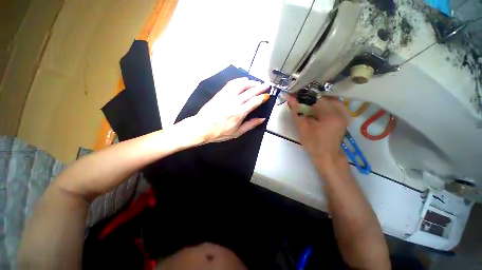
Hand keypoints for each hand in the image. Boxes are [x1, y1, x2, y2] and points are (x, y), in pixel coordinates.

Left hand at [183, 77, 269, 143]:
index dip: (262, 98)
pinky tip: (243, 80)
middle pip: (249, 92)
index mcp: (239, 113)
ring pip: (241, 85)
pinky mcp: (220, 94)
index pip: (254, 102)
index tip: (267, 95)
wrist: (201, 127)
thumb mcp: (237, 133)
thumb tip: (261, 119)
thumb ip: (250, 125)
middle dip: (260, 87)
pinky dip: (238, 81)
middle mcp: (234, 102)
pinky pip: (231, 84)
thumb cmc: (219, 132)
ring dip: (250, 82)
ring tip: (256, 82)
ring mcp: (226, 96)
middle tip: (267, 85)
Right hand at [287, 95, 349, 166]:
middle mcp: (341, 112)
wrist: (326, 155)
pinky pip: (335, 104)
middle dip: (311, 98)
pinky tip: (318, 109)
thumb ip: (296, 112)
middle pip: (324, 97)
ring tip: (308, 106)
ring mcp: (345, 114)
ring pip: (330, 99)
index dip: (304, 96)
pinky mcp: (345, 116)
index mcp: (330, 115)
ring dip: (318, 101)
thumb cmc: (312, 143)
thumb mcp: (301, 128)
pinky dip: (325, 104)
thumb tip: (289, 98)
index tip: (295, 97)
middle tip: (301, 102)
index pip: (316, 98)